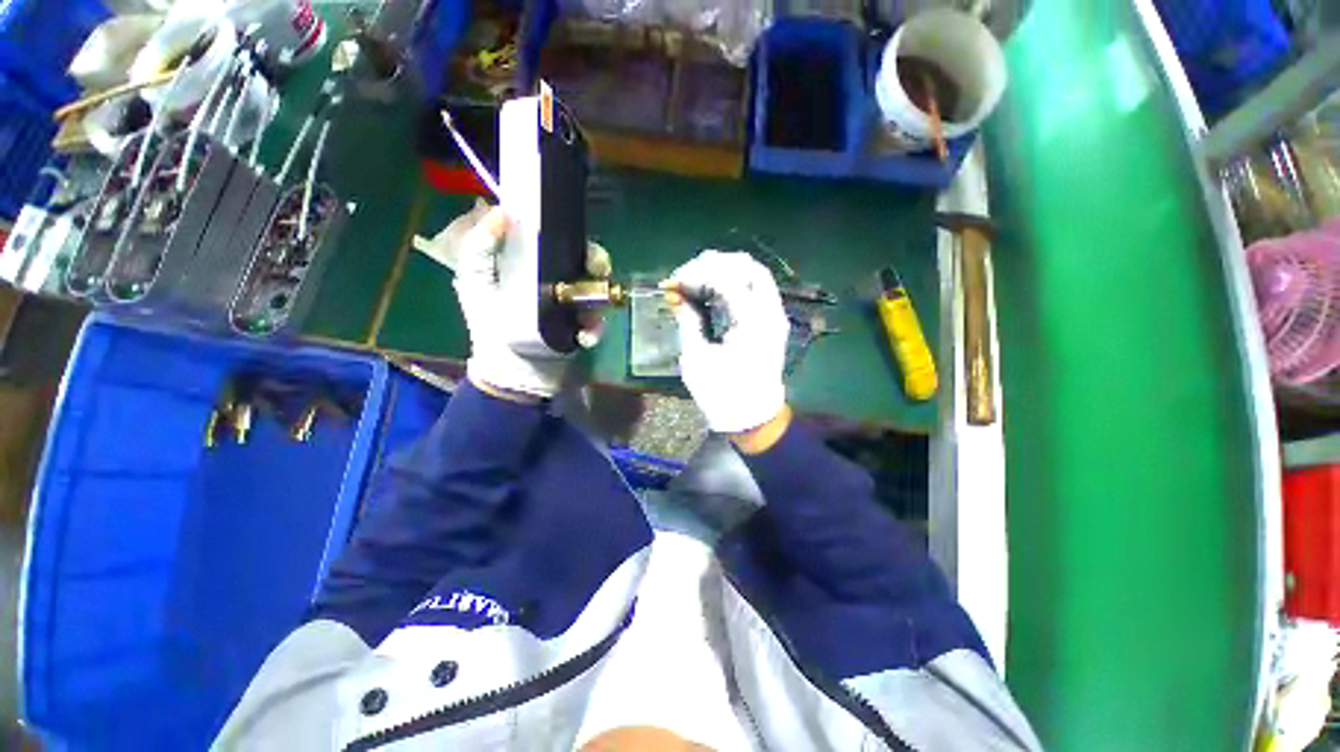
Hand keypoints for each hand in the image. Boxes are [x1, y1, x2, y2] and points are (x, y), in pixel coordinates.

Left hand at [419, 201, 609, 398]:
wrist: (506, 367)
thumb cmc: (488, 321)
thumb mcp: (474, 280)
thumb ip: (480, 246)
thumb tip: (502, 212)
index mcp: (538, 267)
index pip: (562, 243)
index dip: (573, 237)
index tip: (575, 236)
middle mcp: (561, 283)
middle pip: (588, 265)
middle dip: (597, 264)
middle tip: (597, 269)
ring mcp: (576, 308)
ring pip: (599, 293)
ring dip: (599, 299)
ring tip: (588, 311)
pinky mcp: (584, 330)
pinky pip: (598, 325)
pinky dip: (594, 330)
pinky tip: (583, 336)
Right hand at [669, 250, 789, 433]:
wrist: (752, 418)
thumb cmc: (722, 395)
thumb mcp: (697, 359)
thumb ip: (689, 321)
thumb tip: (677, 296)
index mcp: (752, 324)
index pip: (727, 279)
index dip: (696, 274)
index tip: (673, 282)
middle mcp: (770, 313)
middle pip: (748, 267)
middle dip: (714, 264)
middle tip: (686, 275)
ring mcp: (774, 316)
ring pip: (754, 274)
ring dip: (724, 270)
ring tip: (696, 280)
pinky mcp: (771, 322)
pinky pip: (755, 290)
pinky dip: (734, 283)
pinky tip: (712, 291)